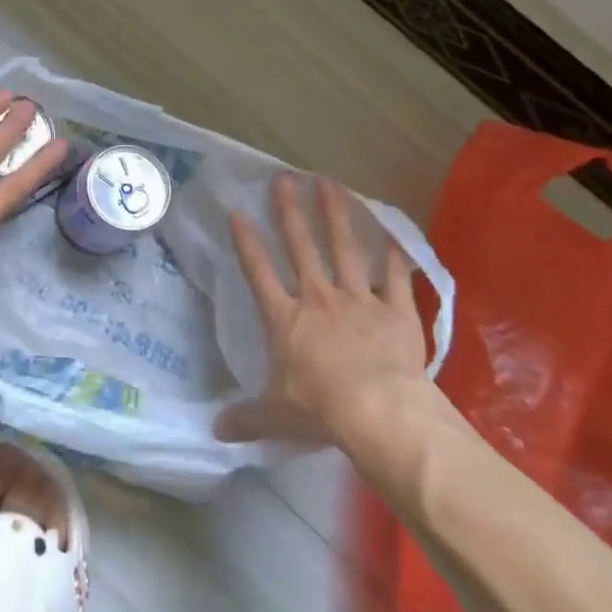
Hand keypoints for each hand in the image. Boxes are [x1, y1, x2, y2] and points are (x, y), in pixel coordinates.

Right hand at [216, 173, 437, 451]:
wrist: (379, 413)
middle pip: (301, 247)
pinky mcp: (396, 310)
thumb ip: (246, 418)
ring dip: (336, 215)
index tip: (237, 211)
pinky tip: (391, 230)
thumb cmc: (320, 410)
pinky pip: (394, 276)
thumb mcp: (276, 416)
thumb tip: (216, 432)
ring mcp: (359, 300)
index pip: (258, 272)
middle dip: (290, 212)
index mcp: (285, 319)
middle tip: (284, 179)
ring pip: (344, 249)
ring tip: (329, 183)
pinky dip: (393, 254)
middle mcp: (319, 299)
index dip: (246, 241)